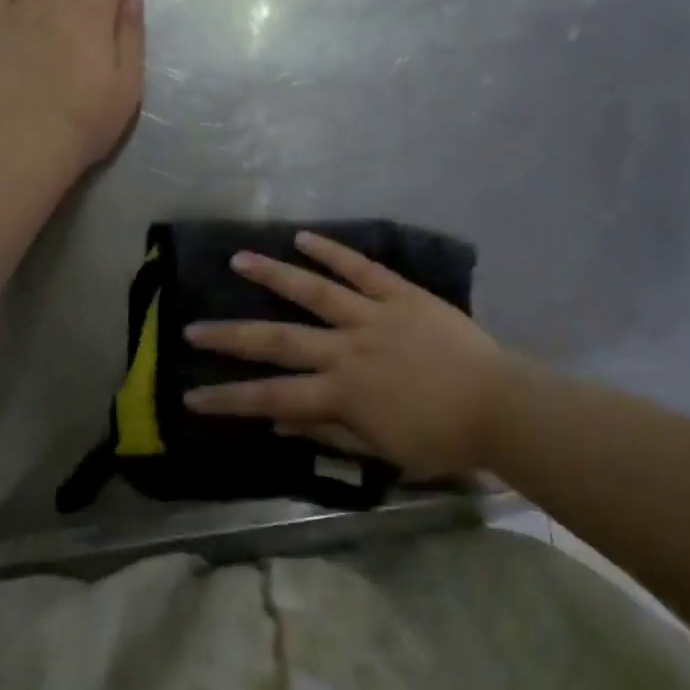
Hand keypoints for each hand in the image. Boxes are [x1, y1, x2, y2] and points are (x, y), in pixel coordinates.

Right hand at [181, 232, 517, 478]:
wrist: (500, 406)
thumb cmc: (442, 439)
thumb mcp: (383, 452)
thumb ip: (331, 435)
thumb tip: (281, 425)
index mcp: (342, 394)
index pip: (272, 398)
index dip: (229, 399)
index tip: (190, 396)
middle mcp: (347, 350)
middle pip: (279, 341)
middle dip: (231, 337)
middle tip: (192, 328)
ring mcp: (373, 316)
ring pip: (313, 292)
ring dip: (273, 275)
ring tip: (239, 259)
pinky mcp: (400, 294)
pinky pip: (361, 268)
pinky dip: (332, 251)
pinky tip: (303, 238)